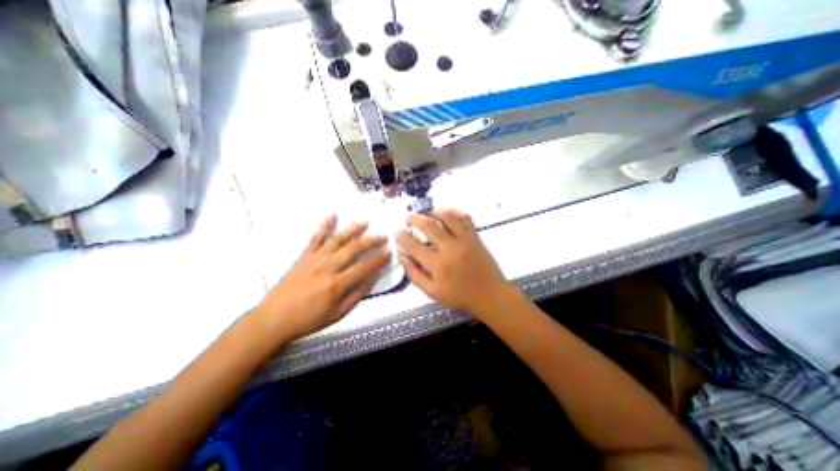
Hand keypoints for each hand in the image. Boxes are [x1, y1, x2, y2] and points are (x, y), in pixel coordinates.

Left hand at [254, 216, 391, 340]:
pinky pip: (315, 238)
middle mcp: (328, 267)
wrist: (273, 319)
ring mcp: (315, 259)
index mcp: (337, 284)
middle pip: (354, 249)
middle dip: (371, 240)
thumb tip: (374, 279)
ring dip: (353, 229)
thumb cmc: (308, 319)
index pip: (364, 267)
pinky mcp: (304, 256)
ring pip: (337, 239)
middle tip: (383, 236)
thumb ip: (357, 294)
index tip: (389, 251)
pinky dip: (324, 226)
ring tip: (365, 221)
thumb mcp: (338, 314)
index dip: (379, 258)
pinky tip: (332, 216)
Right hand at [398, 209, 514, 315]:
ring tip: (426, 212)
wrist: (490, 295)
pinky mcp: (475, 237)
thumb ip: (415, 274)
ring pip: (447, 217)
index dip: (402, 237)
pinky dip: (455, 212)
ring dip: (434, 211)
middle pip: (429, 226)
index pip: (414, 246)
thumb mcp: (432, 292)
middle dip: (414, 219)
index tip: (397, 232)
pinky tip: (447, 213)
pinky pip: (465, 218)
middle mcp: (450, 248)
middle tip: (407, 217)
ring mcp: (464, 240)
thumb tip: (402, 256)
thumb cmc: (460, 297)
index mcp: (438, 265)